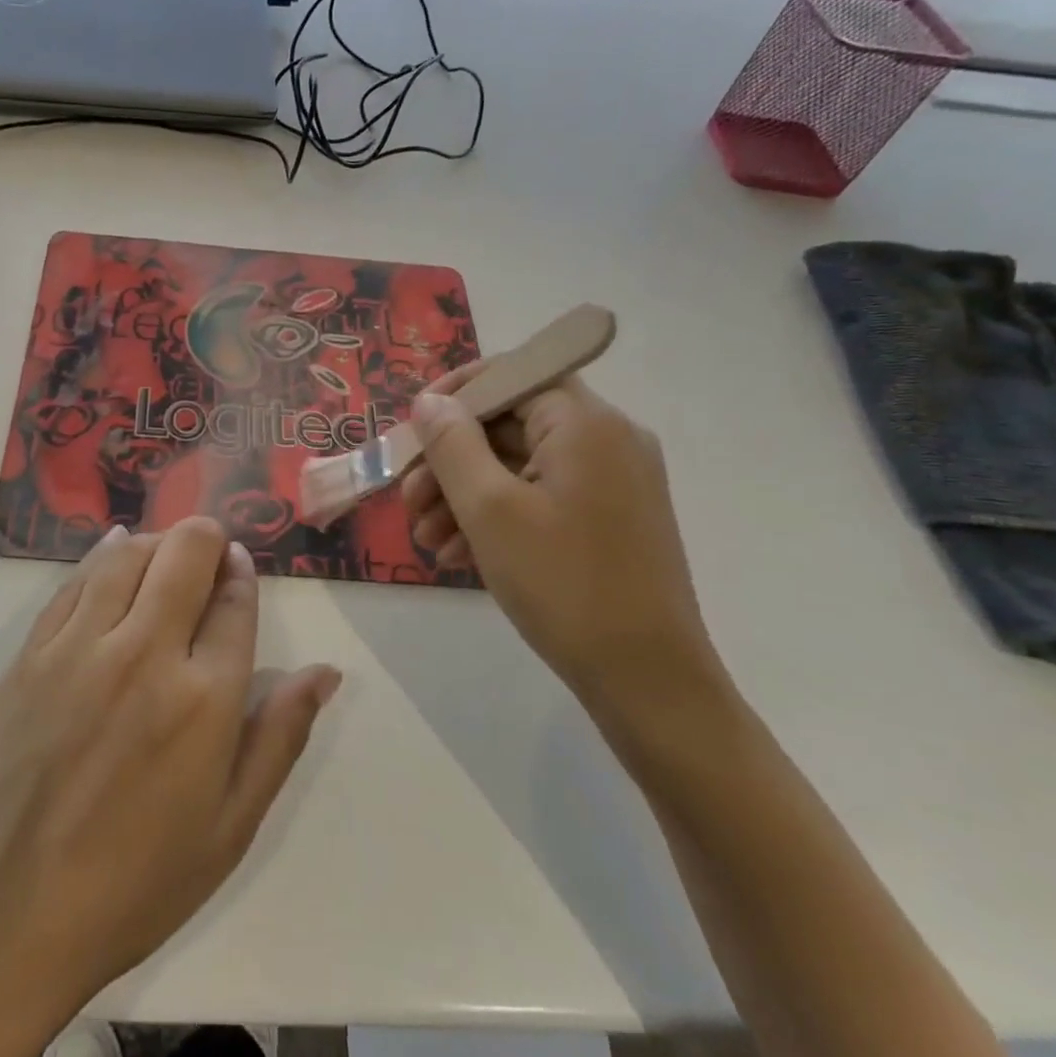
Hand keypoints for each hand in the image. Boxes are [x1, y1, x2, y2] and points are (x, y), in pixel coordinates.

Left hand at [0, 518, 340, 1031]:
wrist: (8, 914)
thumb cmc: (136, 882)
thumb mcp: (231, 826)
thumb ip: (280, 737)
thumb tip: (325, 672)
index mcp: (203, 699)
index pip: (234, 601)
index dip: (241, 573)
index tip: (239, 567)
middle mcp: (144, 654)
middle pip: (184, 555)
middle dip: (206, 539)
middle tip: (209, 554)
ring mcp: (80, 647)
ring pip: (128, 553)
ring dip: (157, 542)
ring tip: (166, 557)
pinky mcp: (31, 653)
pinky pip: (75, 580)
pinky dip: (103, 554)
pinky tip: (114, 550)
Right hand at [402, 373, 721, 709]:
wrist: (647, 681)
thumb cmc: (563, 584)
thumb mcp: (489, 510)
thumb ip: (452, 445)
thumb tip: (429, 402)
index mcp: (586, 424)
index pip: (513, 375)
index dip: (455, 394)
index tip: (411, 428)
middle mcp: (607, 440)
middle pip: (512, 424)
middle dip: (451, 459)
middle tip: (408, 499)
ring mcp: (613, 482)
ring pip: (521, 465)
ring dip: (465, 493)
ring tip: (426, 537)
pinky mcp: (610, 518)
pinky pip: (542, 497)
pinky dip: (497, 515)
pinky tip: (458, 554)